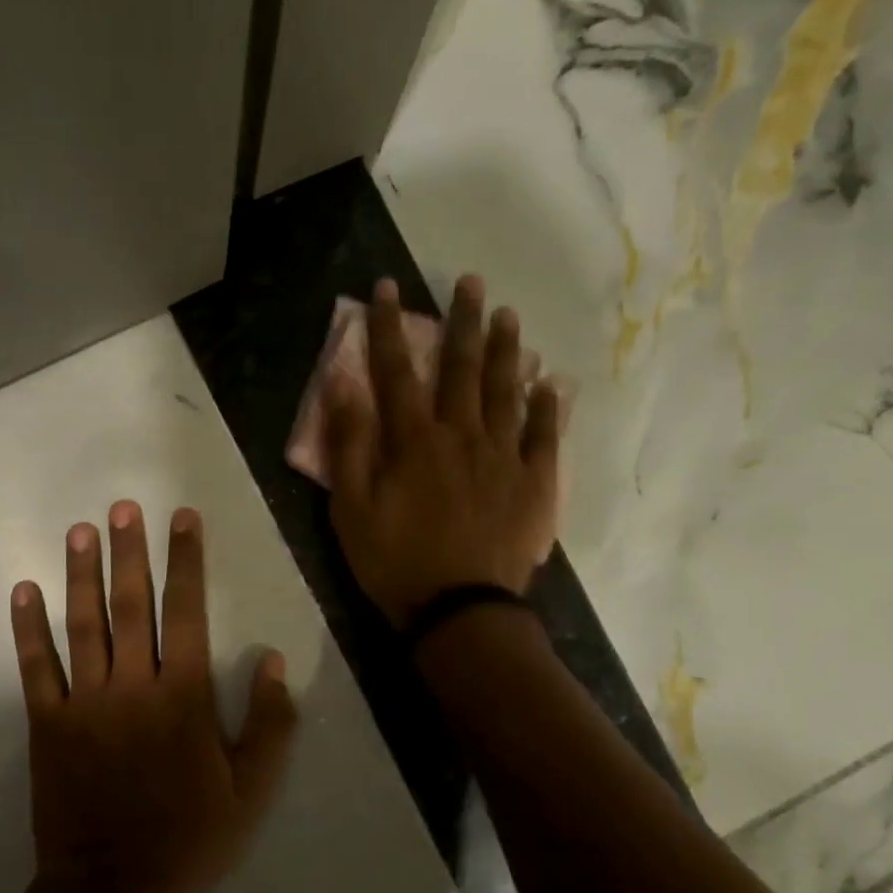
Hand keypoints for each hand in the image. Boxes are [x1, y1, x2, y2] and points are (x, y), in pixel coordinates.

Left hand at [8, 502, 298, 892]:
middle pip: (131, 605)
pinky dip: (28, 629)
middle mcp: (132, 686)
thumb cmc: (190, 839)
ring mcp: (85, 703)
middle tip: (123, 507)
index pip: (187, 612)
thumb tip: (274, 661)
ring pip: (82, 625)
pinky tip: (23, 591)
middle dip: (130, 552)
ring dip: (81, 575)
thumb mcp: (251, 791)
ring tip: (79, 531)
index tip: (183, 518)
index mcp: (184, 697)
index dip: (187, 561)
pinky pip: (36, 667)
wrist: (112, 890)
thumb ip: (269, 724)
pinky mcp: (48, 724)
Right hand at [325, 276, 560, 628]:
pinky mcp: (533, 484)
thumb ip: (349, 445)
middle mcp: (462, 436)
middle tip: (470, 282)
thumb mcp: (351, 509)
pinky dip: (545, 407)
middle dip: (462, 321)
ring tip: (509, 315)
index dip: (389, 328)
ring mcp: (503, 457)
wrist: (460, 610)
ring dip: (506, 350)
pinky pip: (542, 436)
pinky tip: (549, 384)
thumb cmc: (395, 562)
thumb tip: (344, 386)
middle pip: (462, 368)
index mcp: (414, 441)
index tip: (387, 288)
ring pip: (506, 391)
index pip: (397, 371)